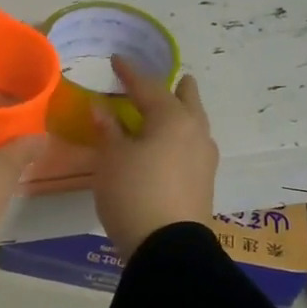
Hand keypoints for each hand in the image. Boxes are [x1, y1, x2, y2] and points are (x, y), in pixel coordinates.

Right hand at [92, 56, 218, 258]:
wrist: (167, 247)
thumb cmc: (134, 192)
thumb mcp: (111, 159)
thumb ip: (108, 130)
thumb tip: (101, 109)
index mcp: (173, 119)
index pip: (148, 87)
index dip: (130, 73)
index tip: (117, 60)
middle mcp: (195, 132)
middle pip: (187, 100)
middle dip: (176, 88)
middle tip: (167, 80)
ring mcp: (205, 158)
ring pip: (194, 124)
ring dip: (180, 114)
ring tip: (165, 113)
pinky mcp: (204, 182)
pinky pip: (192, 146)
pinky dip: (179, 137)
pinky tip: (167, 146)